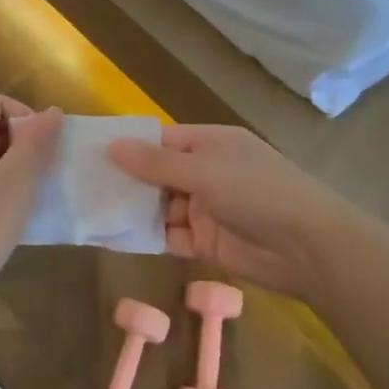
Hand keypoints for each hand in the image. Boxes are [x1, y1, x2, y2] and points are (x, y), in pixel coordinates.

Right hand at [107, 125, 342, 300]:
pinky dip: (148, 237)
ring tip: (91, 212)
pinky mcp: (206, 242)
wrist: (307, 248)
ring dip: (134, 210)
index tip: (91, 152)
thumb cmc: (256, 191)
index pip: (162, 139)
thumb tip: (111, 145)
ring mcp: (206, 208)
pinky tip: (115, 237)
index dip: (130, 145)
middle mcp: (206, 172)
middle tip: (82, 186)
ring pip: (160, 206)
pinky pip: (169, 236)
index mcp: (210, 143)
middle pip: (158, 174)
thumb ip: (155, 162)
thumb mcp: (203, 170)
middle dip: (127, 180)